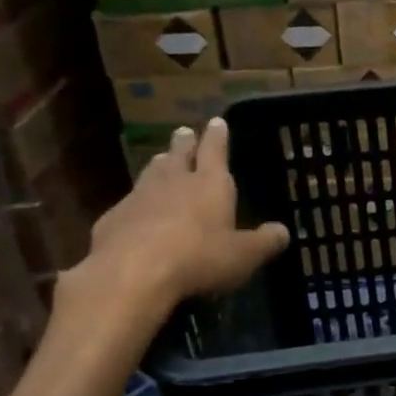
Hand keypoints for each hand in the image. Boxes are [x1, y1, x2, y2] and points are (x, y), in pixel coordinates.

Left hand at [56, 119, 289, 336]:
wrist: (131, 274)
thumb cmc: (198, 258)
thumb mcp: (243, 256)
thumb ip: (265, 242)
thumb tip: (284, 231)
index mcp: (210, 184)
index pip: (215, 150)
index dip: (217, 136)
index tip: (216, 121)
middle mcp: (174, 182)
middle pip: (179, 155)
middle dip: (184, 143)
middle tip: (184, 132)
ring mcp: (138, 198)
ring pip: (151, 173)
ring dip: (159, 165)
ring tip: (162, 160)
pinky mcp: (112, 219)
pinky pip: (128, 203)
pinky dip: (136, 202)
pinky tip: (136, 212)